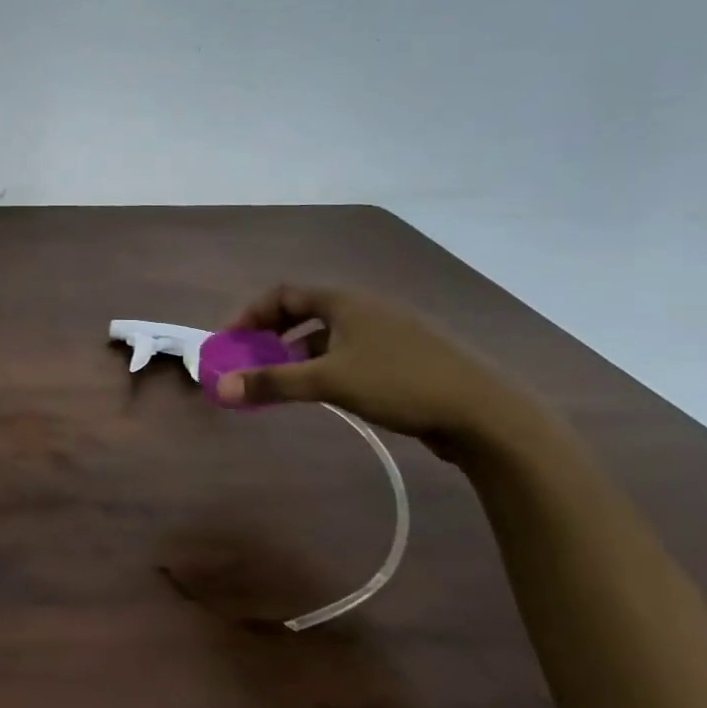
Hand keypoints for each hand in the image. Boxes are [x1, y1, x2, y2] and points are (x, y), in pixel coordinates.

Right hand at [215, 283, 541, 455]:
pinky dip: (325, 365)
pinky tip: (325, 391)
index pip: (283, 294)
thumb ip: (272, 383)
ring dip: (297, 353)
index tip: (229, 341)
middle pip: (305, 311)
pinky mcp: (406, 357)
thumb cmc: (400, 383)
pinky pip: (350, 351)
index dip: (250, 314)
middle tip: (250, 360)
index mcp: (346, 300)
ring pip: (329, 334)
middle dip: (271, 334)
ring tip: (282, 381)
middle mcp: (366, 307)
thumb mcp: (329, 381)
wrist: (486, 413)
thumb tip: (220, 388)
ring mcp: (389, 331)